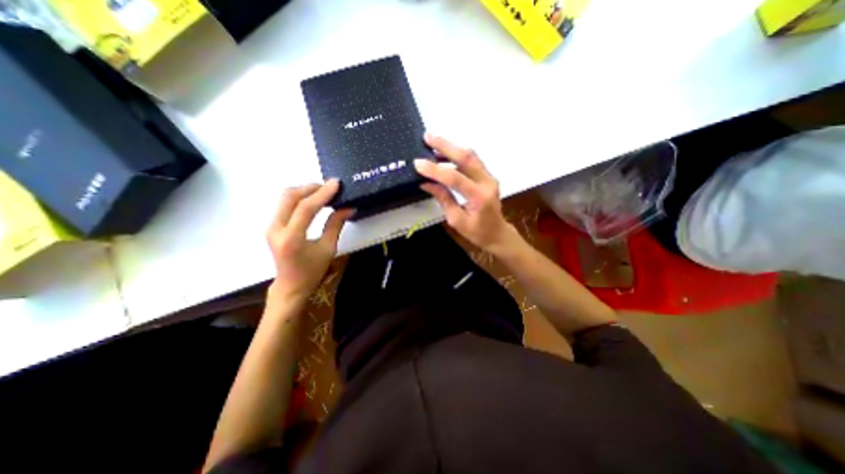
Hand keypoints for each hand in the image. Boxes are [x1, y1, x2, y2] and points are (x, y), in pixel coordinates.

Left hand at [268, 180, 353, 305]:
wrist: (291, 285)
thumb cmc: (312, 271)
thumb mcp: (328, 248)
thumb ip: (336, 225)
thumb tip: (348, 207)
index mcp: (292, 238)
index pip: (306, 208)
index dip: (322, 194)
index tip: (336, 184)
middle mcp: (276, 229)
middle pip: (290, 197)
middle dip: (310, 187)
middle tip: (329, 187)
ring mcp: (271, 226)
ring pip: (285, 198)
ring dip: (305, 191)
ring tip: (324, 192)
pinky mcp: (272, 226)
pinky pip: (285, 205)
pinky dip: (300, 198)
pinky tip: (313, 200)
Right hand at [415, 133, 514, 251]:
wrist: (497, 233)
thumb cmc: (477, 232)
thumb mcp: (456, 220)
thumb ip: (443, 199)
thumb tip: (426, 183)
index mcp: (479, 197)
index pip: (455, 178)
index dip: (435, 170)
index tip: (418, 164)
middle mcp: (487, 182)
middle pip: (466, 158)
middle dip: (445, 146)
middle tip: (427, 137)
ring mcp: (489, 177)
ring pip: (470, 155)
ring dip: (451, 148)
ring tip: (432, 143)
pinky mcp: (487, 176)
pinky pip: (472, 160)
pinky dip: (457, 155)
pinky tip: (444, 154)